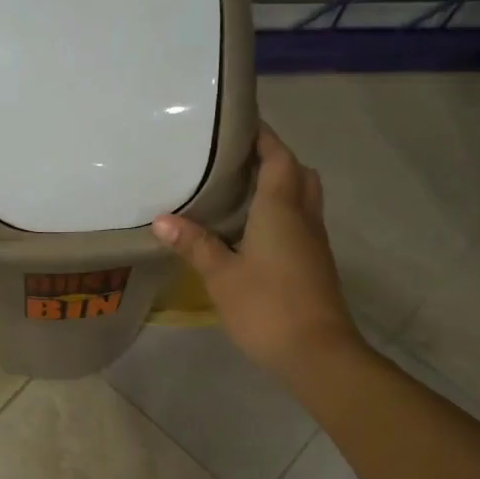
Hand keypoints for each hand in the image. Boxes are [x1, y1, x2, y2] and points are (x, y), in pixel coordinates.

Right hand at [152, 123, 364, 382]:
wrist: (318, 353)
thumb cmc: (267, 307)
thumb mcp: (221, 276)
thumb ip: (194, 244)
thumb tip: (161, 219)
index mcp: (281, 208)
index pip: (278, 156)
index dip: (262, 136)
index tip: (238, 125)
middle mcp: (304, 217)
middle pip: (298, 173)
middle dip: (275, 159)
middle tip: (238, 161)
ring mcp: (314, 242)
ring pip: (304, 198)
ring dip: (282, 186)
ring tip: (242, 193)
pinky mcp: (315, 265)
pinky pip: (301, 223)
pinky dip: (283, 214)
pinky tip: (253, 233)